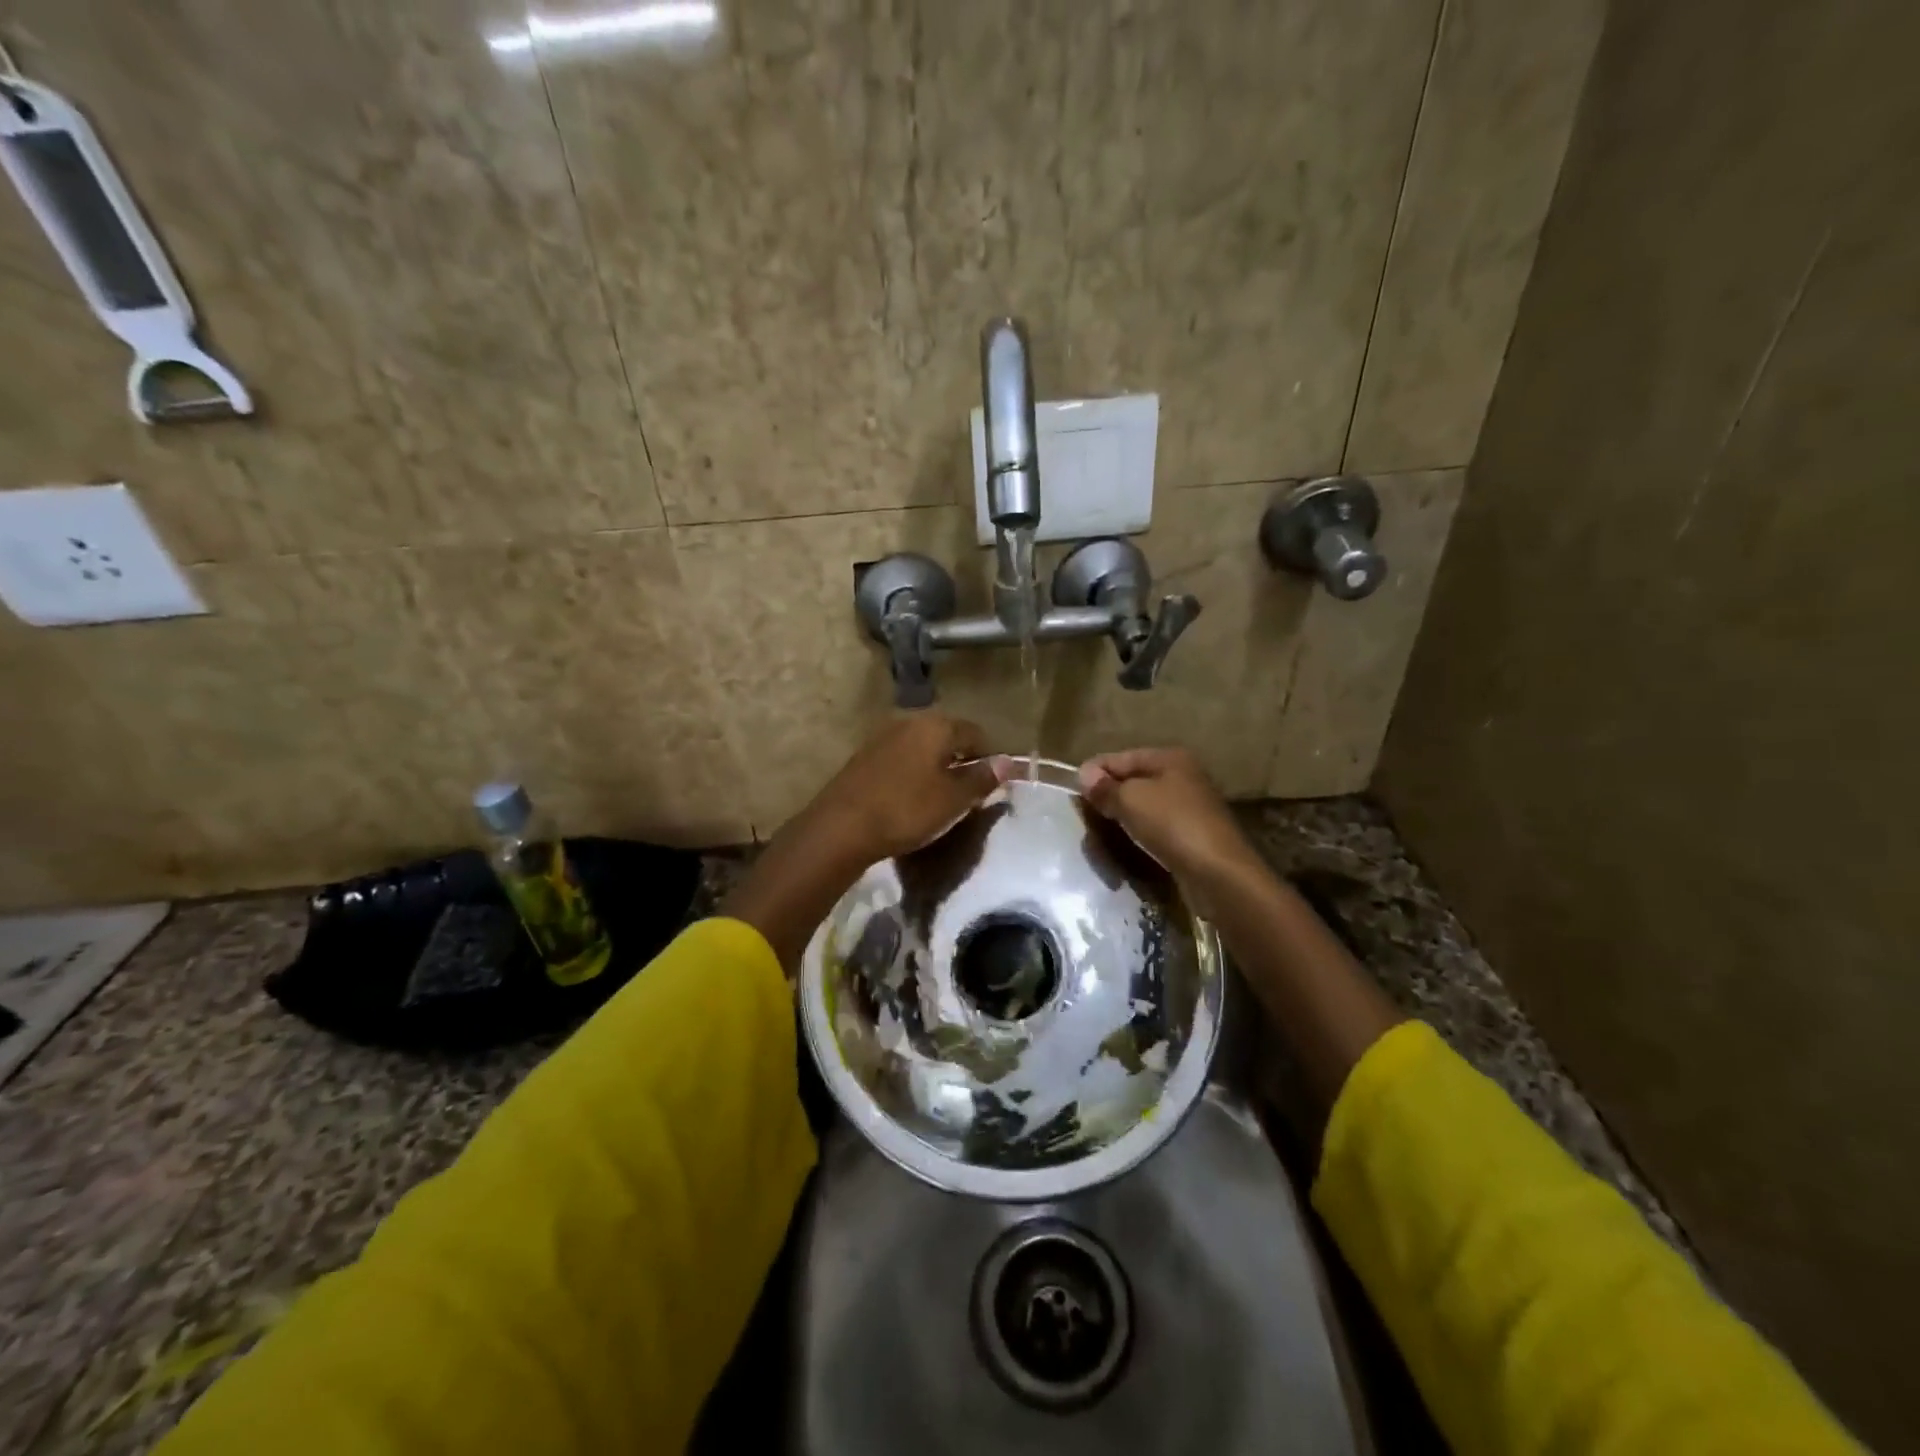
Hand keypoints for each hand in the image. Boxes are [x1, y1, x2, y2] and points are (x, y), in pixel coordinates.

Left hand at [803, 714, 1005, 867]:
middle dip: (961, 759)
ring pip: (922, 747)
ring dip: (936, 766)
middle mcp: (909, 721)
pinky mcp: (864, 756)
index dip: (989, 756)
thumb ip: (982, 778)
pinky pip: (901, 758)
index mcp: (936, 725)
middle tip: (968, 792)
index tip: (992, 784)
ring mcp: (883, 737)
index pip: (975, 732)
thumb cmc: (906, 809)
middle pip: (947, 736)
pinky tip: (911, 797)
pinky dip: (913, 773)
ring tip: (941, 797)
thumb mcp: (953, 799)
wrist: (841, 826)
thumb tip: (1007, 762)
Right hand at [1079, 748, 1256, 892]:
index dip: (1095, 771)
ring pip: (1145, 804)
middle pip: (1134, 780)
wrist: (1218, 872)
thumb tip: (1084, 774)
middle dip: (1109, 794)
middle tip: (1084, 812)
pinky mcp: (1193, 833)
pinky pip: (1156, 825)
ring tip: (1101, 829)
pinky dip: (1140, 831)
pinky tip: (1127, 841)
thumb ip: (1105, 787)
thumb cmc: (1172, 825)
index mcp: (1170, 758)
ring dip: (1123, 814)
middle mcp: (1183, 775)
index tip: (1072, 790)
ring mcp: (1190, 805)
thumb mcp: (1130, 800)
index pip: (1121, 757)